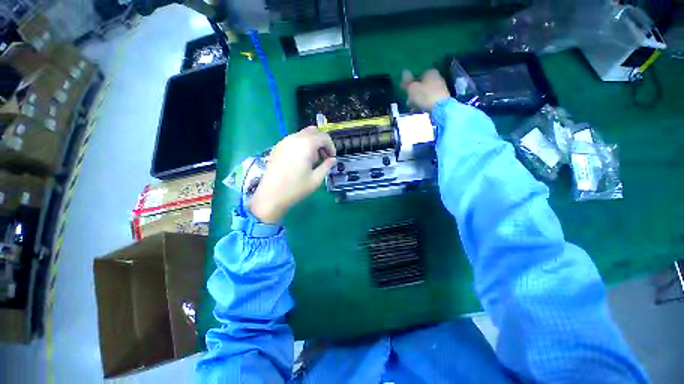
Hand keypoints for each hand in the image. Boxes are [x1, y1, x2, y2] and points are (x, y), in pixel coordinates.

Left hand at [249, 127, 336, 222]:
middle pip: (313, 132)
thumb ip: (327, 166)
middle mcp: (294, 138)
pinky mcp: (277, 147)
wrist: (271, 196)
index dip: (331, 146)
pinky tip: (300, 160)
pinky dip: (302, 144)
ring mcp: (284, 141)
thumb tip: (333, 160)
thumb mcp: (316, 179)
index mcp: (306, 144)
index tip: (332, 158)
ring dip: (312, 143)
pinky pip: (294, 139)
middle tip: (324, 157)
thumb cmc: (296, 188)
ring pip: (303, 134)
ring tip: (312, 160)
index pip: (324, 137)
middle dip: (322, 143)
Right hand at [401, 69, 450, 111]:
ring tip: (413, 106)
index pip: (418, 75)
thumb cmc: (425, 96)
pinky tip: (421, 108)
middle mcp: (437, 77)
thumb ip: (407, 81)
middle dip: (415, 91)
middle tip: (409, 100)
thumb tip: (404, 72)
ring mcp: (441, 88)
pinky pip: (430, 99)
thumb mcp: (412, 88)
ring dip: (419, 98)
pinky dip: (425, 102)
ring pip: (426, 92)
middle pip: (423, 84)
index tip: (407, 91)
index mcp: (430, 71)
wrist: (440, 108)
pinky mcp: (442, 98)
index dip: (412, 83)